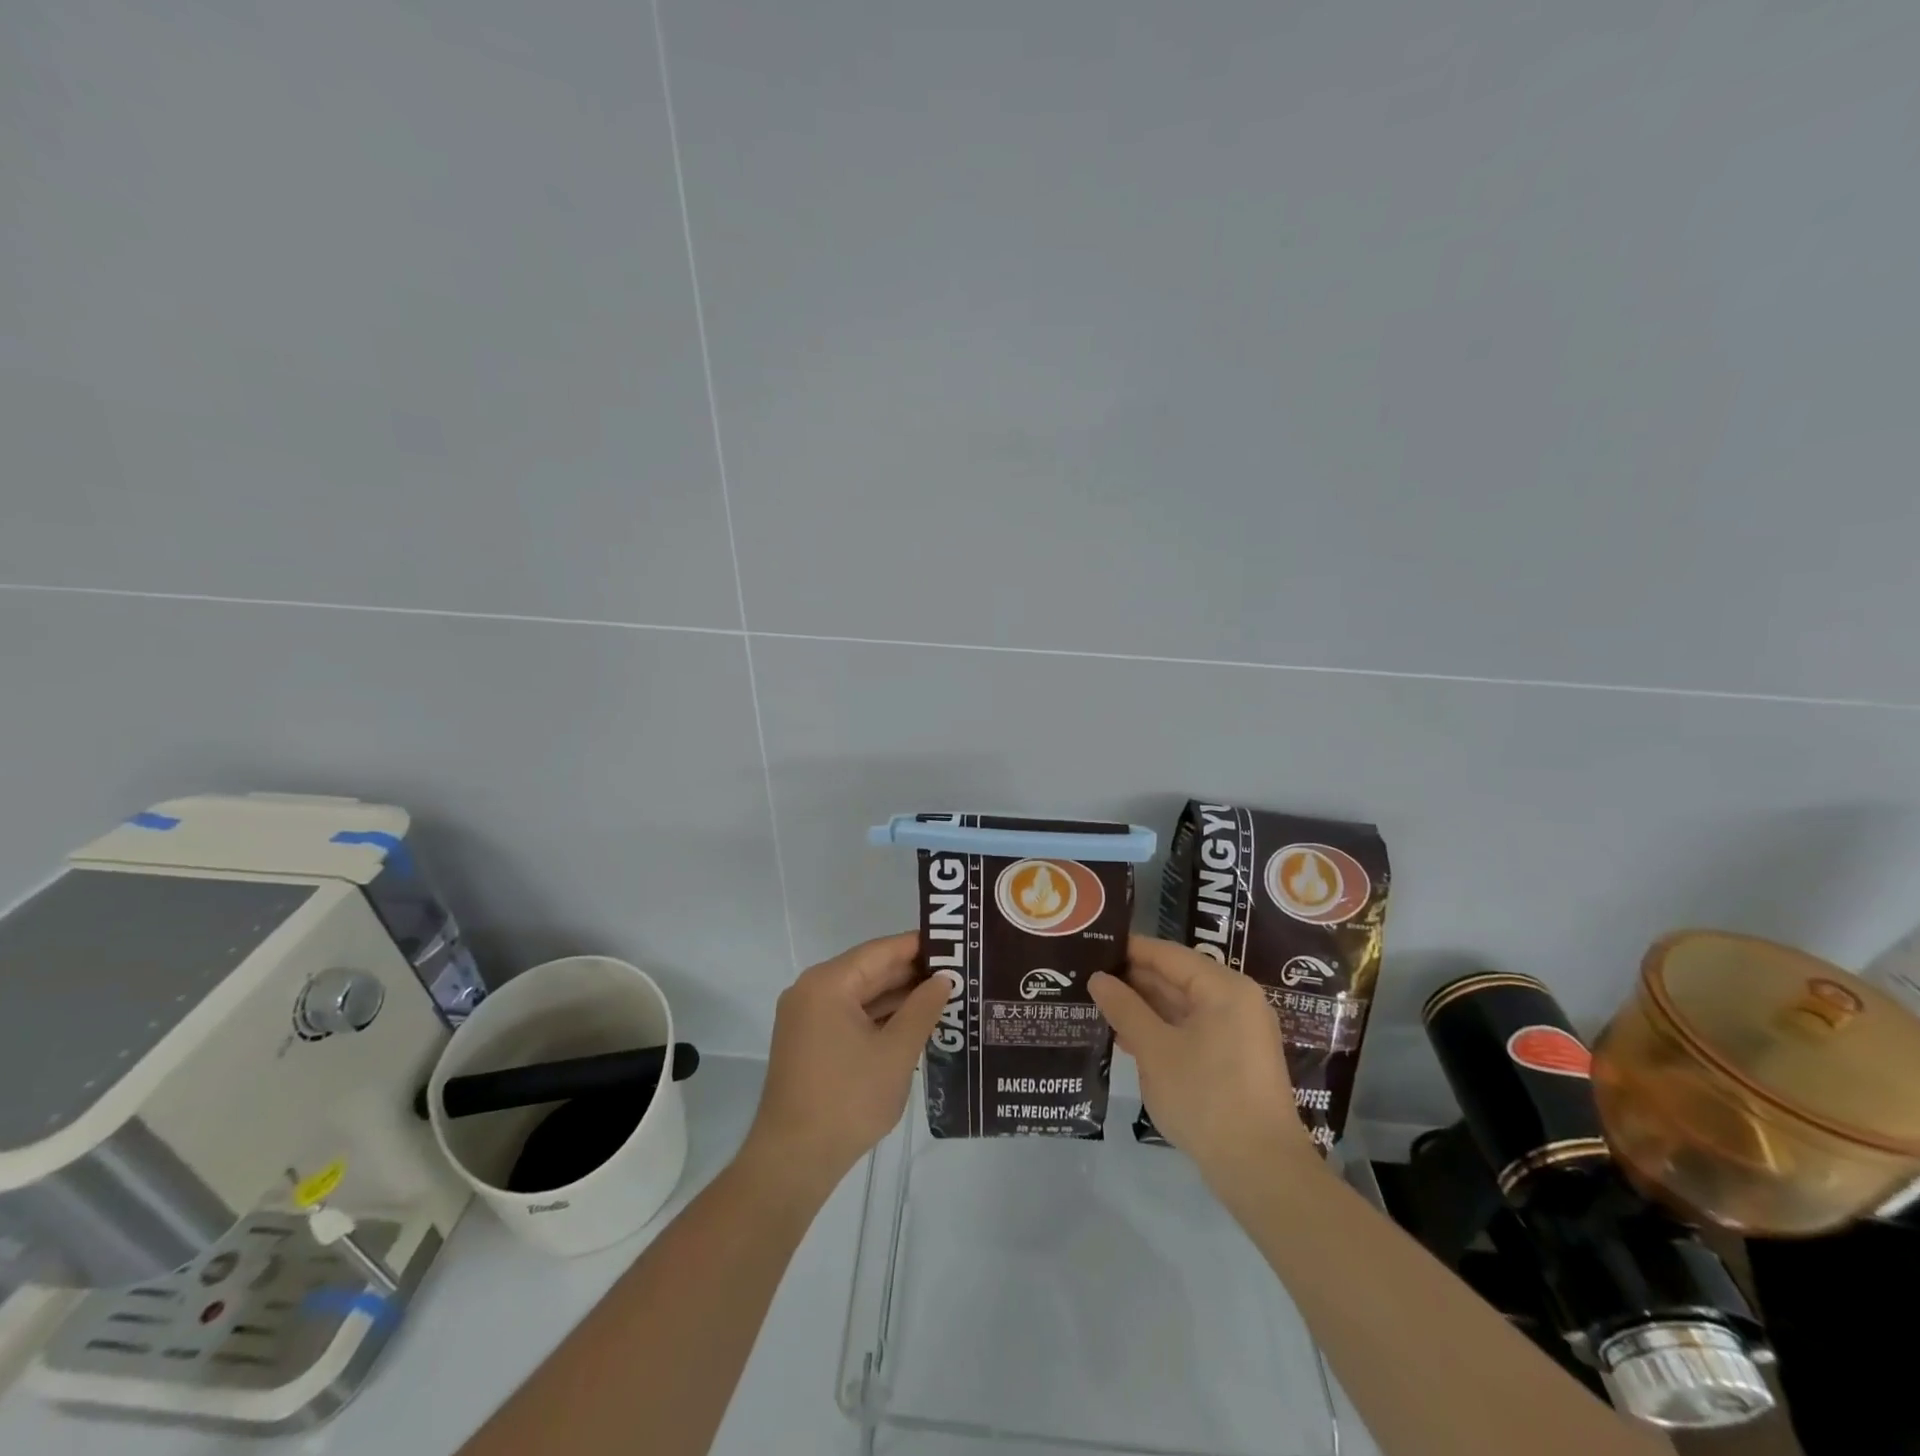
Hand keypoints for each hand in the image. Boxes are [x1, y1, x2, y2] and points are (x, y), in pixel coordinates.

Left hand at [739, 932, 947, 1205]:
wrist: (793, 1161)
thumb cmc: (848, 1100)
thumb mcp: (896, 1053)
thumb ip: (923, 1008)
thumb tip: (944, 979)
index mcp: (828, 983)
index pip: (882, 950)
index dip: (920, 946)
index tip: (957, 945)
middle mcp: (812, 991)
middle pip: (870, 970)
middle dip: (913, 973)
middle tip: (959, 972)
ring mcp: (807, 1017)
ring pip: (862, 995)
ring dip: (899, 997)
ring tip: (946, 996)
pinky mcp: (810, 1042)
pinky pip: (851, 1015)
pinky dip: (880, 1018)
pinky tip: (914, 1023)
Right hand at [1090, 937, 1318, 1186]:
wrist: (1261, 1170)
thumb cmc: (1206, 1098)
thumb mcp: (1155, 1049)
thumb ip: (1124, 1008)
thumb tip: (1097, 978)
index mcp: (1223, 987)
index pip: (1166, 954)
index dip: (1127, 949)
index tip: (1089, 947)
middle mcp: (1235, 1000)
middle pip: (1175, 977)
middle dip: (1132, 980)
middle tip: (1086, 977)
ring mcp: (1237, 1031)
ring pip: (1181, 1005)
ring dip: (1142, 1007)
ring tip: (1096, 1004)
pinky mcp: (1233, 1058)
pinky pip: (1190, 1029)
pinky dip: (1160, 1030)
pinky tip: (1125, 1037)